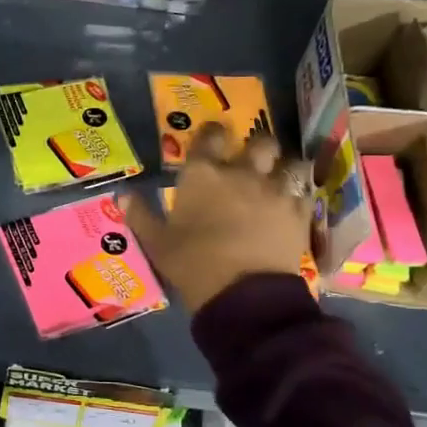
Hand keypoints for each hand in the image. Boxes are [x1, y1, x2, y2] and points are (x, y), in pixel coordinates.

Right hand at [125, 123, 311, 313]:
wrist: (242, 293)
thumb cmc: (192, 264)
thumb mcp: (157, 243)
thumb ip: (140, 215)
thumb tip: (122, 194)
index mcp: (202, 175)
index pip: (210, 136)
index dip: (213, 132)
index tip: (214, 136)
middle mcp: (241, 172)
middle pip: (260, 141)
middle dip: (257, 146)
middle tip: (252, 159)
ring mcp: (274, 190)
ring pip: (289, 162)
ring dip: (284, 167)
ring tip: (280, 178)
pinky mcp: (298, 212)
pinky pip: (305, 190)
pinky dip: (300, 193)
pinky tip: (295, 201)